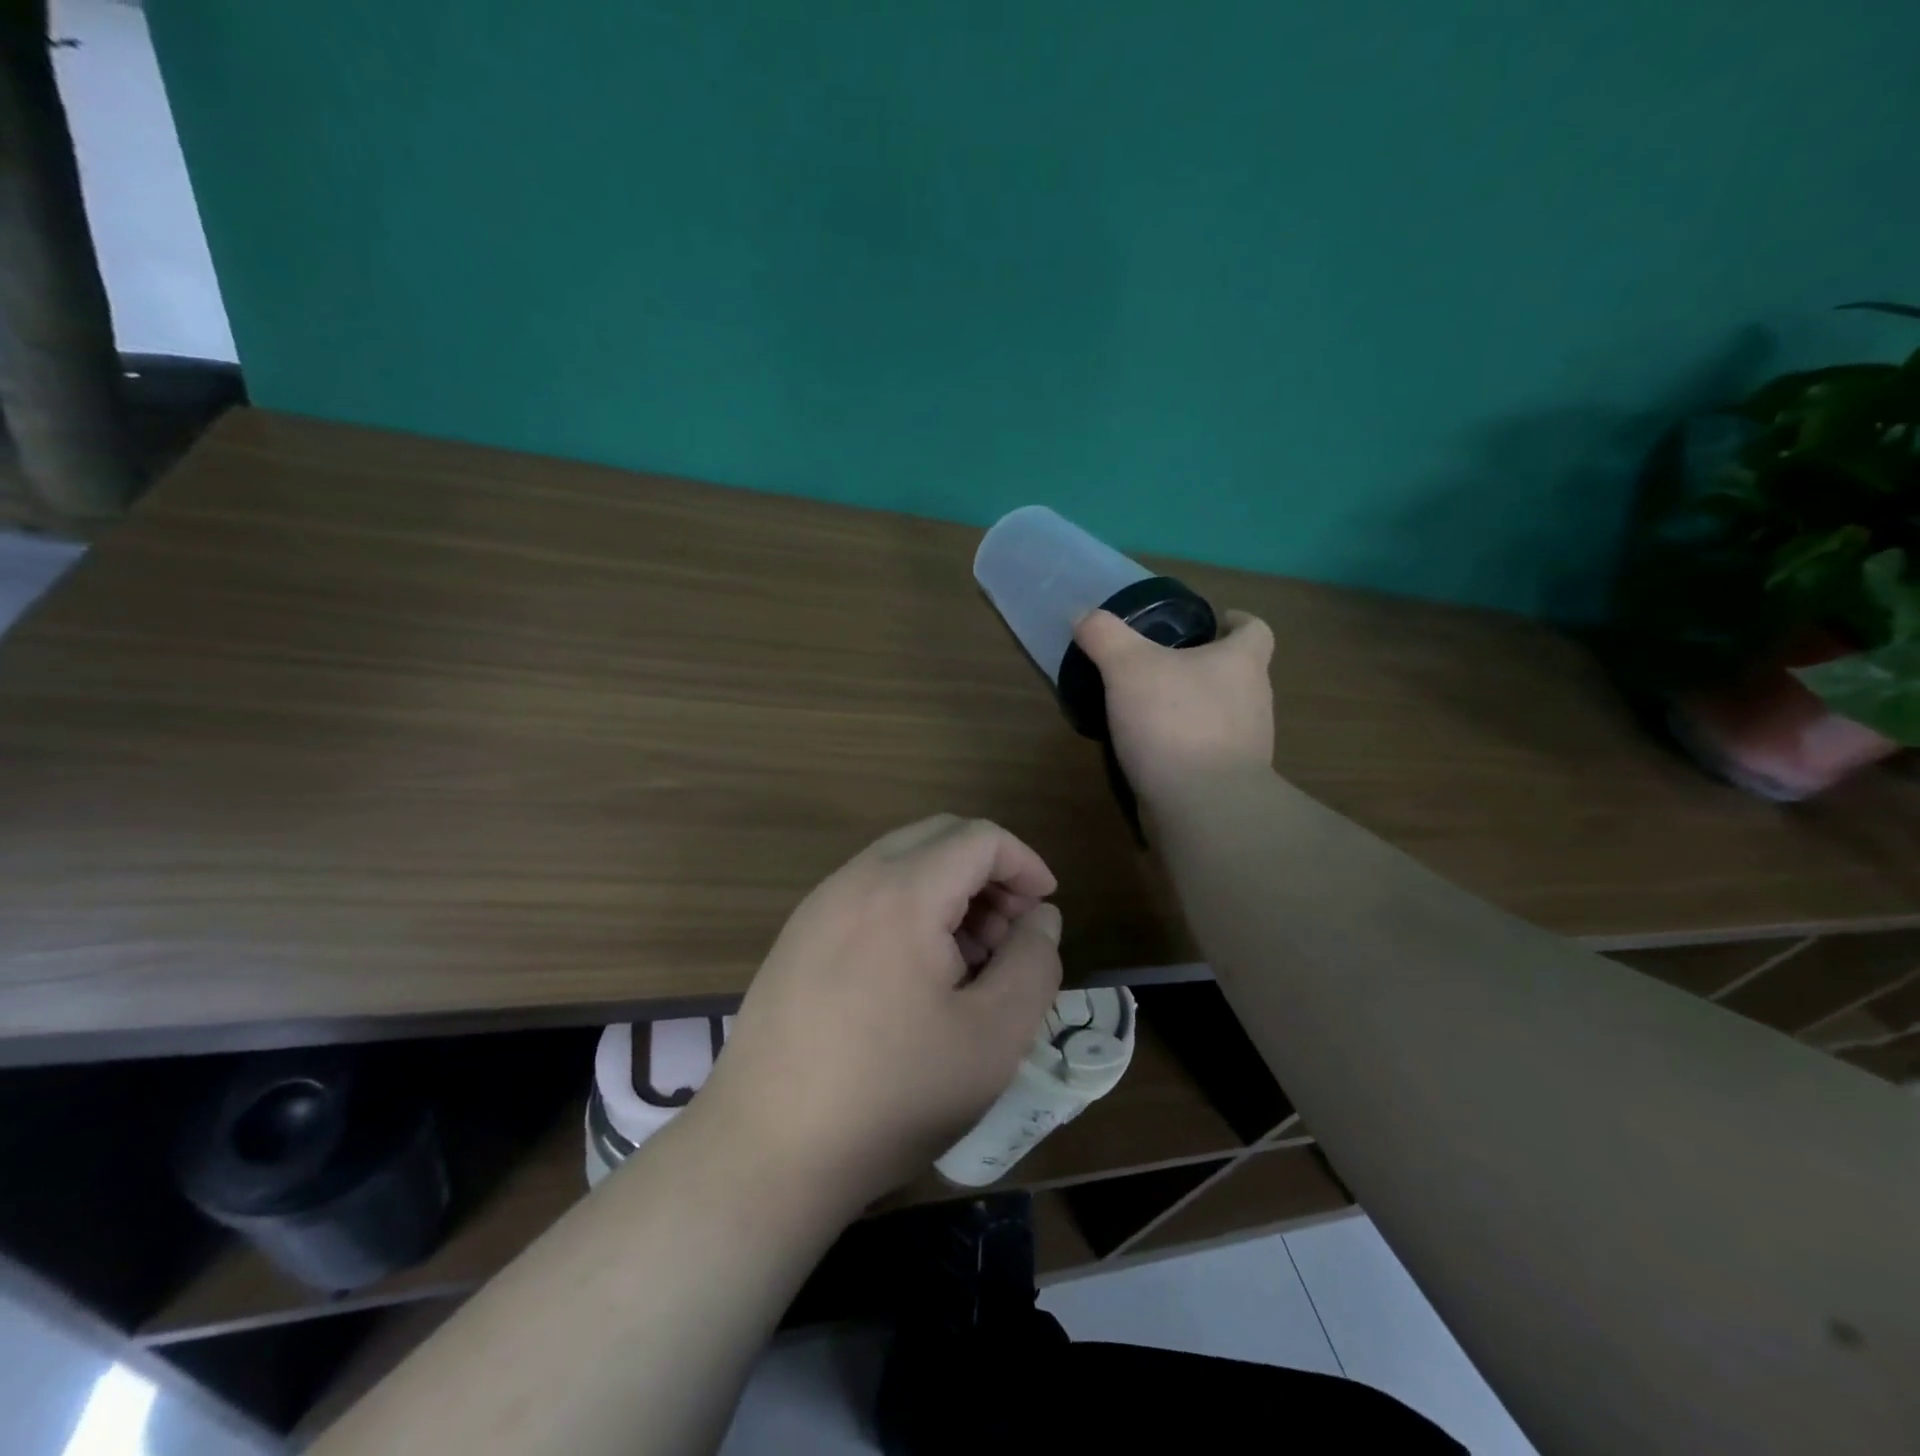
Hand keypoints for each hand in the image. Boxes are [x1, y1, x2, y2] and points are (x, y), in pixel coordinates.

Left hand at [702, 815, 1063, 1210]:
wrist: (766, 1153)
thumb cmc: (892, 1094)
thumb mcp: (994, 1037)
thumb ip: (1033, 963)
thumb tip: (1040, 917)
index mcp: (902, 892)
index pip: (978, 837)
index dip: (1024, 863)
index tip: (1045, 910)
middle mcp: (853, 881)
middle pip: (937, 837)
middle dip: (987, 872)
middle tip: (1011, 935)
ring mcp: (816, 907)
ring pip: (900, 864)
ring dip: (948, 891)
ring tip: (970, 961)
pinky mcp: (796, 938)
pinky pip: (867, 895)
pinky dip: (909, 909)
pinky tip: (917, 975)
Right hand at [1072, 607, 1275, 804]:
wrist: (1201, 805)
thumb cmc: (1173, 722)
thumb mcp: (1127, 666)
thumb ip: (1105, 636)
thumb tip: (1084, 616)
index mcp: (1242, 663)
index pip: (1255, 630)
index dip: (1235, 622)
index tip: (1212, 623)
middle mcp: (1255, 699)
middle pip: (1238, 672)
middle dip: (1206, 666)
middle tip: (1164, 666)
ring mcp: (1248, 744)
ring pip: (1224, 713)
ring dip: (1195, 707)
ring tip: (1152, 708)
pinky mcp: (1231, 780)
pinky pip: (1209, 751)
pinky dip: (1187, 745)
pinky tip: (1153, 750)